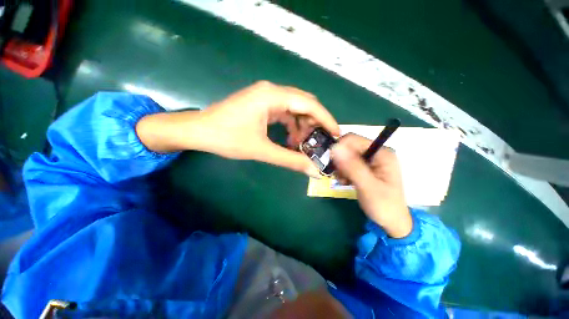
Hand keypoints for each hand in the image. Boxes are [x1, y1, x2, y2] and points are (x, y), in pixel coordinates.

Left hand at [137, 81, 339, 176]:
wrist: (198, 131)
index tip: (336, 133)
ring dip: (301, 126)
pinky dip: (290, 125)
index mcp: (272, 96)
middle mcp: (271, 91)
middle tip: (318, 142)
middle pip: (303, 104)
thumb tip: (313, 171)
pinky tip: (288, 139)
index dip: (325, 119)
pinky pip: (284, 112)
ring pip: (294, 108)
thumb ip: (289, 160)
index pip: (308, 104)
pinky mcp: (261, 103)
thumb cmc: (226, 138)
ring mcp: (265, 96)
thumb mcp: (261, 150)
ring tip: (299, 145)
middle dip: (314, 123)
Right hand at [331, 134, 411, 237]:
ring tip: (344, 181)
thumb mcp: (367, 186)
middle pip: (349, 147)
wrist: (391, 221)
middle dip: (340, 160)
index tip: (333, 164)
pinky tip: (346, 181)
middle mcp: (376, 153)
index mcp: (382, 153)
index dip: (340, 148)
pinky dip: (343, 171)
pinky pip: (347, 163)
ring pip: (346, 156)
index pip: (353, 140)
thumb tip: (335, 147)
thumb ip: (352, 167)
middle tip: (340, 176)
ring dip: (341, 167)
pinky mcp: (365, 167)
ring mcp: (370, 160)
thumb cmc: (383, 205)